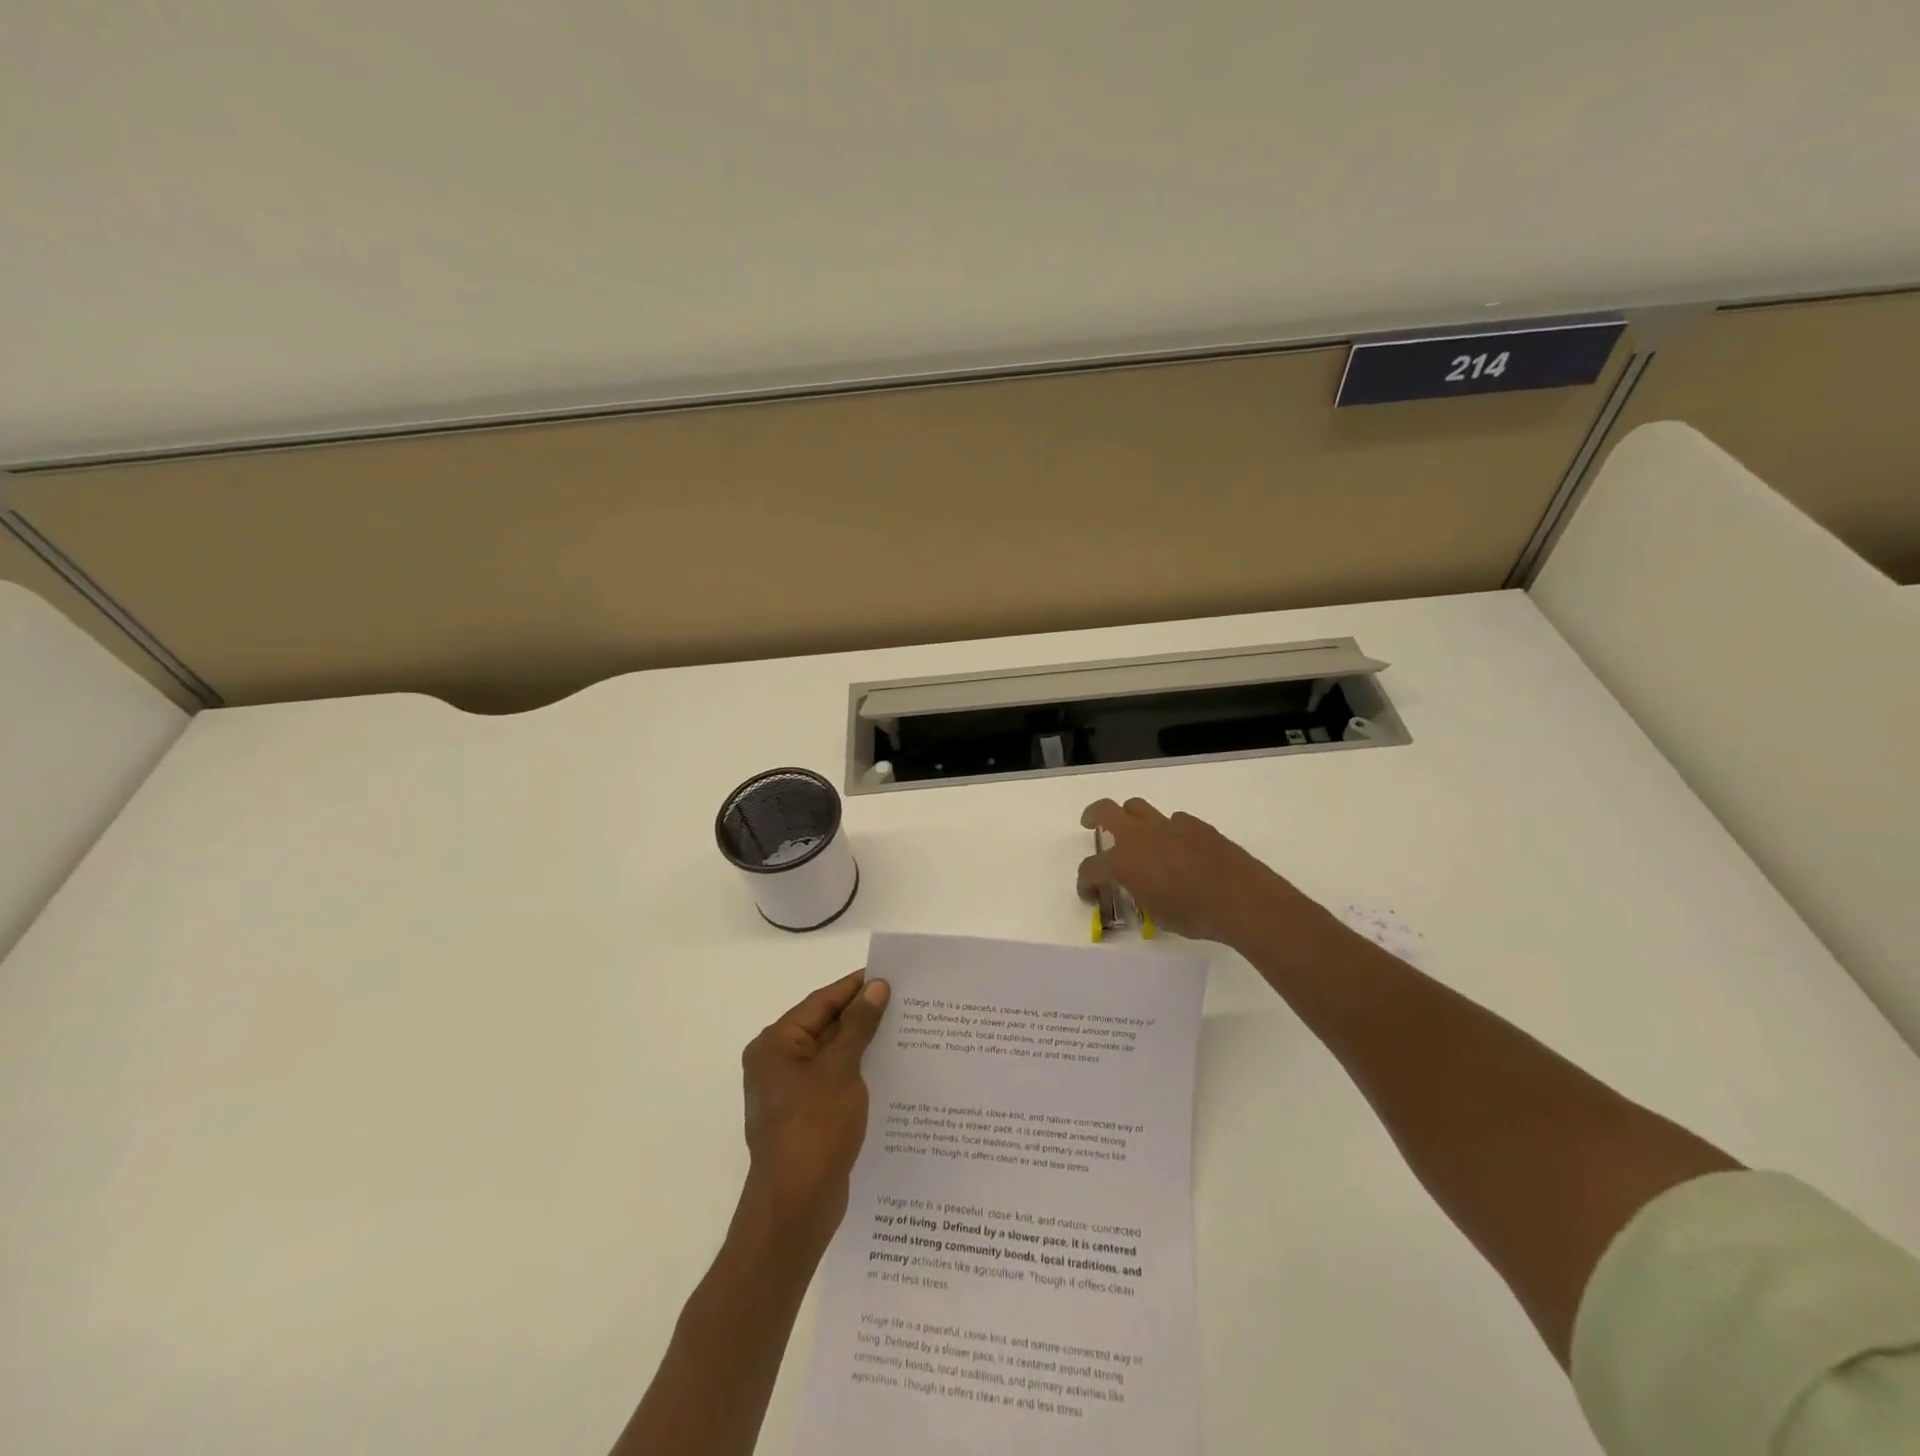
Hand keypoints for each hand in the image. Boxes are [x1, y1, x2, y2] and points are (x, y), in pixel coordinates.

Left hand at [739, 970, 890, 1248]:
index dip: (855, 987)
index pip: (821, 1002)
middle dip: (863, 1014)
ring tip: (906, 1030)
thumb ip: (858, 1025)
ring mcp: (791, 1091)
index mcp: (776, 1044)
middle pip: (826, 1025)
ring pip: (833, 1054)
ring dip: (864, 1043)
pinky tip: (890, 1069)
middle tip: (905, 1001)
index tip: (891, 975)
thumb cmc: (814, 1129)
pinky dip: (859, 1071)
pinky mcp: (806, 1115)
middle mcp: (778, 1063)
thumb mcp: (840, 1070)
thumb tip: (876, 987)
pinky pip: (835, 1080)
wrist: (795, 1209)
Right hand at [1077, 797, 1319, 946]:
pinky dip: (1168, 830)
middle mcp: (1140, 836)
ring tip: (1135, 833)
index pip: (1091, 868)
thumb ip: (1140, 895)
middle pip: (1105, 811)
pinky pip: (1173, 820)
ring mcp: (1168, 825)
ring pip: (1138, 807)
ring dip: (1129, 817)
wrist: (1241, 899)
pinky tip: (1179, 848)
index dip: (1085, 883)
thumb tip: (1140, 888)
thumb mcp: (1156, 914)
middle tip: (1090, 824)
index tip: (1089, 894)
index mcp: (1124, 862)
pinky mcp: (1195, 824)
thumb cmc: (1194, 915)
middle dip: (1092, 816)